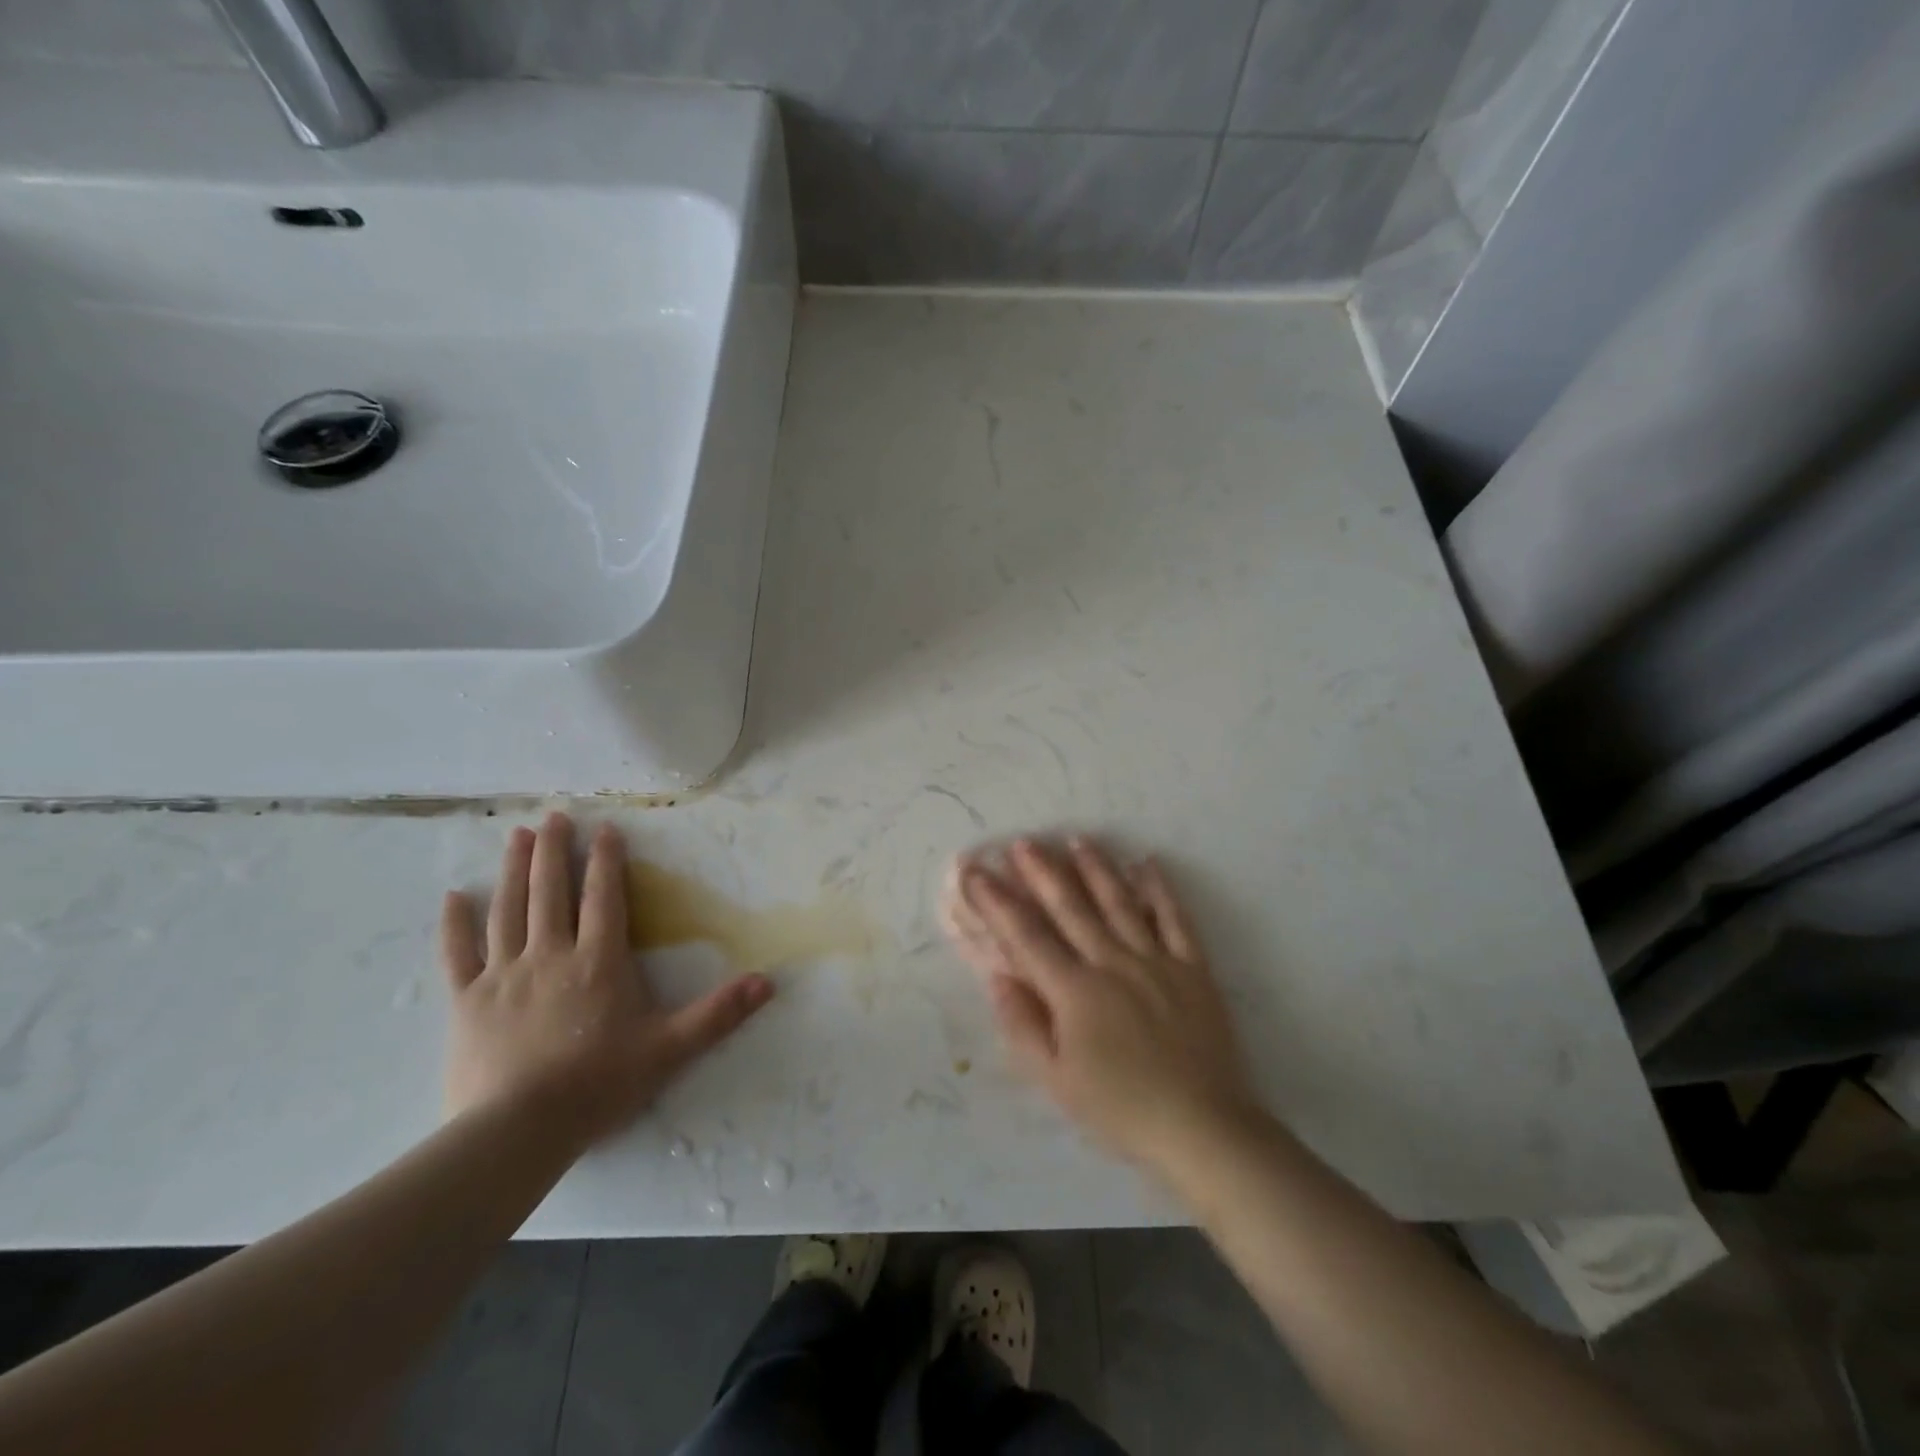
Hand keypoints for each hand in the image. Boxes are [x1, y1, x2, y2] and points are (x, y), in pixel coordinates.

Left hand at [440, 812, 773, 1149]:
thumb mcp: (670, 1048)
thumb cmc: (599, 1084)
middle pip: (552, 891)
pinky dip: (455, 924)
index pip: (604, 897)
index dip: (606, 859)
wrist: (518, 1132)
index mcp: (599, 961)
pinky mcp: (466, 1001)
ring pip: (508, 909)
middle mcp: (550, 954)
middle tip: (554, 815)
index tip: (605, 828)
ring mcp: (503, 975)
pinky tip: (453, 896)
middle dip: (554, 850)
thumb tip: (768, 981)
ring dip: (513, 870)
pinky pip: (457, 954)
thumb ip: (719, 1013)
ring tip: (516, 836)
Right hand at [941, 836, 1259, 1176]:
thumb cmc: (1120, 1109)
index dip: (997, 902)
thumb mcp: (1057, 1081)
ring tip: (1077, 839)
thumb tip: (998, 976)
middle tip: (1023, 842)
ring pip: (1120, 902)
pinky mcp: (1193, 968)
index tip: (976, 872)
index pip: (1026, 936)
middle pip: (1070, 908)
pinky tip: (1146, 864)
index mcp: (1075, 992)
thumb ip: (1023, 1025)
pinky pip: (1174, 919)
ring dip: (1096, 868)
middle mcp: (1112, 963)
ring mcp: (1156, 960)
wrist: (1202, 1128)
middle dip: (1042, 872)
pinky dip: (1160, 890)